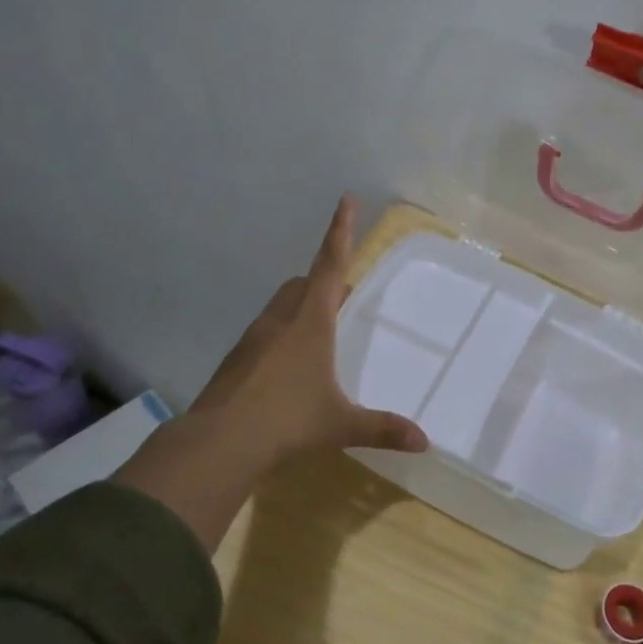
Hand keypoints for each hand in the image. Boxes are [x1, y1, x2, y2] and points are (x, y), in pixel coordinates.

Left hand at [191, 195, 428, 461]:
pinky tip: (287, 369)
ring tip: (318, 336)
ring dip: (301, 309)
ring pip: (281, 307)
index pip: (330, 265)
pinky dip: (281, 336)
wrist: (218, 443)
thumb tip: (423, 442)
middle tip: (342, 297)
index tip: (345, 200)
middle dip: (323, 281)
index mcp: (310, 322)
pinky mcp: (236, 359)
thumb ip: (382, 428)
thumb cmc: (287, 421)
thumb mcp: (340, 424)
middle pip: (303, 284)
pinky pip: (265, 333)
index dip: (340, 232)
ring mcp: (254, 338)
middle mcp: (280, 320)